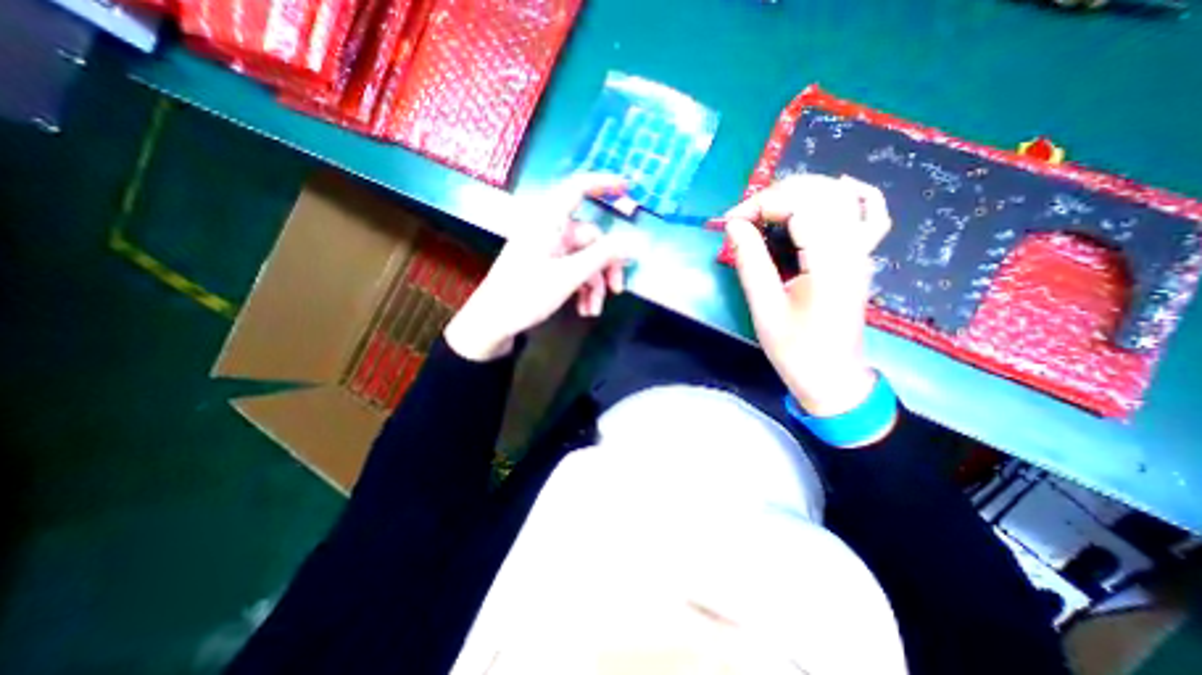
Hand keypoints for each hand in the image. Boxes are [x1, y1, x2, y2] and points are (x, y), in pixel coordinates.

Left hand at [446, 176, 631, 361]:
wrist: (492, 322)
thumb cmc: (525, 295)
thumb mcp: (568, 276)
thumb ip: (602, 256)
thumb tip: (631, 243)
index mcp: (549, 221)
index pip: (577, 188)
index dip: (603, 183)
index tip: (627, 188)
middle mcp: (549, 231)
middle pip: (591, 238)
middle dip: (605, 266)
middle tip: (617, 291)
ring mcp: (548, 249)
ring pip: (585, 258)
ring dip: (594, 284)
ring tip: (593, 310)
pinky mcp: (546, 266)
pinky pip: (574, 269)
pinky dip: (582, 288)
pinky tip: (584, 309)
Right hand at [722, 174, 890, 416]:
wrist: (832, 376)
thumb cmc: (795, 349)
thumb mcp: (765, 307)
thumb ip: (751, 261)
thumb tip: (734, 225)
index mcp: (829, 262)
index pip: (799, 205)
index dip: (760, 204)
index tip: (730, 222)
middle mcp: (853, 248)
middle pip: (820, 192)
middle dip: (775, 196)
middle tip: (743, 219)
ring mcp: (862, 251)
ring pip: (839, 196)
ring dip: (799, 193)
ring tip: (766, 211)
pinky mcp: (861, 257)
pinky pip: (869, 213)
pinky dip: (852, 195)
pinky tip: (835, 190)